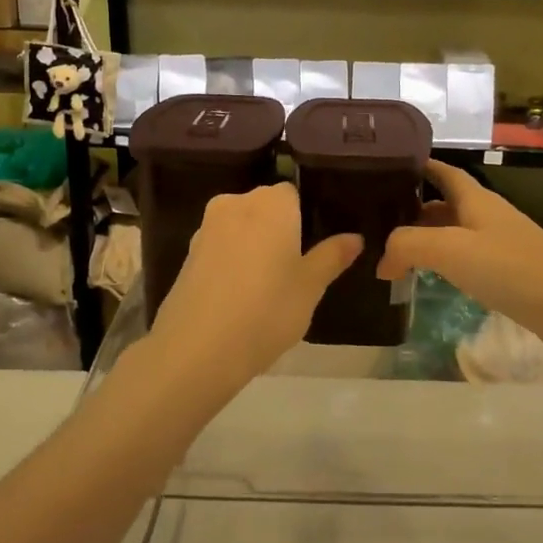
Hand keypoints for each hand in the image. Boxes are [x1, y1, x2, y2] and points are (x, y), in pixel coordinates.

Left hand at [140, 183, 361, 399]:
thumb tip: (355, 237)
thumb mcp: (311, 286)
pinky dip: (232, 262)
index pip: (293, 193)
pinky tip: (240, 295)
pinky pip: (220, 248)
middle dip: (279, 229)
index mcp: (271, 203)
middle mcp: (236, 204)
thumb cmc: (267, 310)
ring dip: (253, 246)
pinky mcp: (187, 254)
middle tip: (296, 268)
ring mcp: (206, 228)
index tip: (313, 246)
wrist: (197, 349)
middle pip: (265, 207)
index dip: (304, 217)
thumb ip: (332, 256)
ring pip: (241, 228)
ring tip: (268, 286)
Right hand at [377, 161, 542, 361]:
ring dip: (428, 238)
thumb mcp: (449, 249)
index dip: (419, 166)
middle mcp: (487, 215)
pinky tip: (431, 277)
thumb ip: (408, 245)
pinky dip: (445, 262)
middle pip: (446, 204)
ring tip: (395, 252)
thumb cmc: (508, 267)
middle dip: (414, 209)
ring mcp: (500, 244)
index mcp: (475, 199)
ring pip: (455, 232)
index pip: (443, 172)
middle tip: (378, 222)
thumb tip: (382, 261)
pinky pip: (468, 258)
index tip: (388, 167)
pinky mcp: (509, 272)